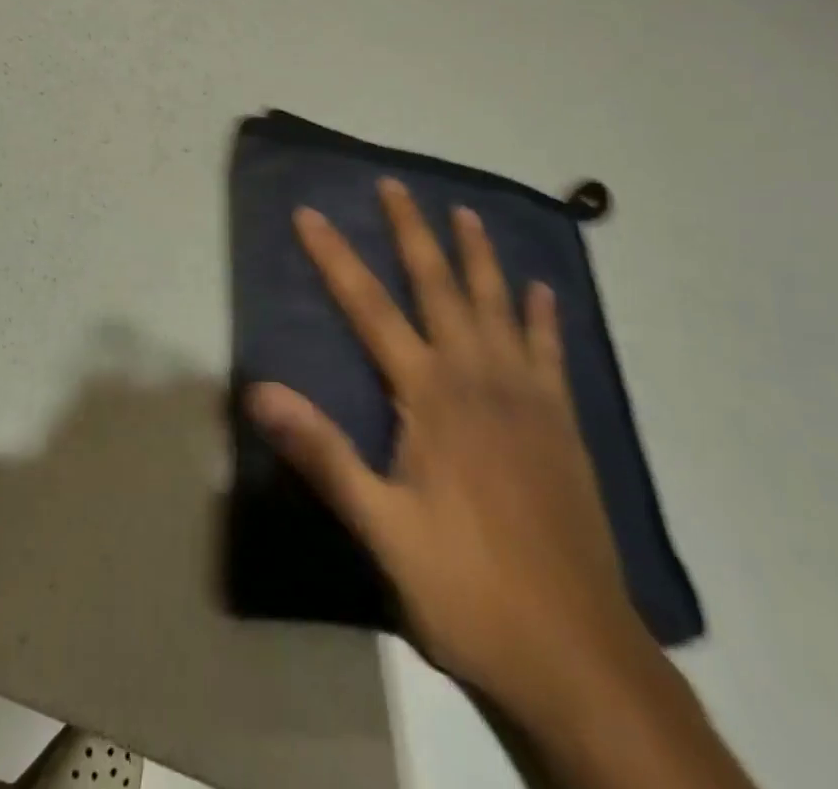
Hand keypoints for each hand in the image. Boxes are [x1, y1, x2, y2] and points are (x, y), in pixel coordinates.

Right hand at [247, 179, 659, 725]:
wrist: (578, 653)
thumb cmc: (466, 588)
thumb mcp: (381, 529)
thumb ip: (322, 453)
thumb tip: (260, 391)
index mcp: (429, 396)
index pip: (369, 308)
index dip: (335, 258)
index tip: (310, 215)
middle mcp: (478, 377)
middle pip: (438, 286)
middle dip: (411, 231)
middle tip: (395, 185)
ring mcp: (527, 396)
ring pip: (498, 304)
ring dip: (478, 254)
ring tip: (465, 212)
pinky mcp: (561, 422)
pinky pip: (550, 351)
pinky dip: (543, 315)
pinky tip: (543, 289)